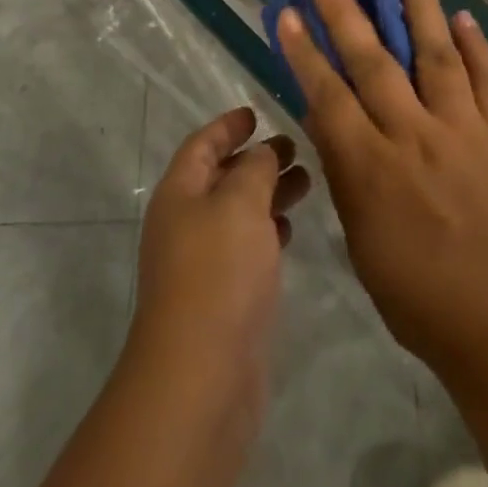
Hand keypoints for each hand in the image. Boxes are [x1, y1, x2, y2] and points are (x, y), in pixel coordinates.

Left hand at [127, 106, 311, 440]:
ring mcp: (203, 262)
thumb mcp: (239, 203)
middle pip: (222, 177)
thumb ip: (255, 168)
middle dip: (256, 159)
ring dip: (268, 193)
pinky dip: (268, 230)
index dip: (227, 126)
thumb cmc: (218, 271)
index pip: (202, 145)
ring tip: (307, 182)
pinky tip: (291, 228)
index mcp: (180, 193)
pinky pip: (246, 247)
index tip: (255, 113)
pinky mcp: (224, 296)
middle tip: (296, 147)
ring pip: (238, 213)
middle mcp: (186, 223)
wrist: (202, 373)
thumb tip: (263, 152)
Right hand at [276, 0, 487, 386]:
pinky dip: (477, 46)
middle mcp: (416, 136)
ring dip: (419, 7)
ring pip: (437, 55)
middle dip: (348, 13)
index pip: (328, 95)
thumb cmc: (416, 294)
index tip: (287, 14)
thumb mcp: (361, 240)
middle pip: (375, 63)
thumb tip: (325, 115)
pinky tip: (462, 16)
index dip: (304, 51)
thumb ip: (344, 172)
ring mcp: (465, 131)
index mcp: (373, 168)